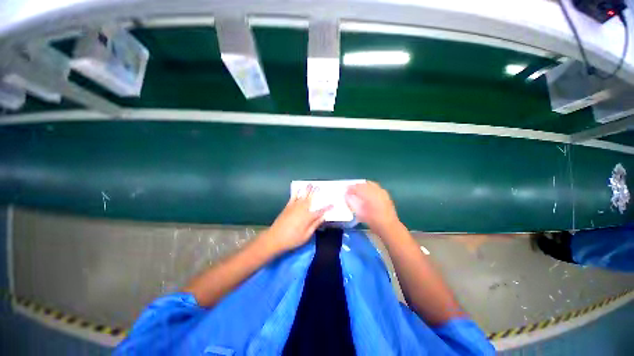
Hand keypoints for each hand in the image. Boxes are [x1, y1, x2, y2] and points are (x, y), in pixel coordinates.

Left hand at [263, 185, 331, 253]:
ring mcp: (294, 206)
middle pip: (310, 199)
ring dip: (306, 189)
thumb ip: (315, 225)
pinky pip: (293, 197)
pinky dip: (296, 192)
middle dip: (315, 192)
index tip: (333, 204)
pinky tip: (298, 189)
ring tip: (310, 184)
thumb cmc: (292, 239)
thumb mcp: (306, 235)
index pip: (320, 211)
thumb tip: (323, 217)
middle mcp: (302, 209)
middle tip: (319, 186)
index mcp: (308, 217)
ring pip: (302, 196)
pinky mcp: (287, 207)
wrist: (275, 238)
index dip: (327, 208)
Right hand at [345, 181, 399, 233]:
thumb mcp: (360, 213)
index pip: (357, 188)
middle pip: (364, 184)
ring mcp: (382, 191)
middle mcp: (376, 191)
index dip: (350, 189)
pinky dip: (370, 187)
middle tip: (351, 190)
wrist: (388, 226)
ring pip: (370, 184)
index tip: (346, 192)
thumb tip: (347, 196)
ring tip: (358, 191)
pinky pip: (375, 186)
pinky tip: (368, 193)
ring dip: (363, 186)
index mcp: (369, 195)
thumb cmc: (373, 221)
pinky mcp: (385, 194)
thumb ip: (352, 203)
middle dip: (356, 186)